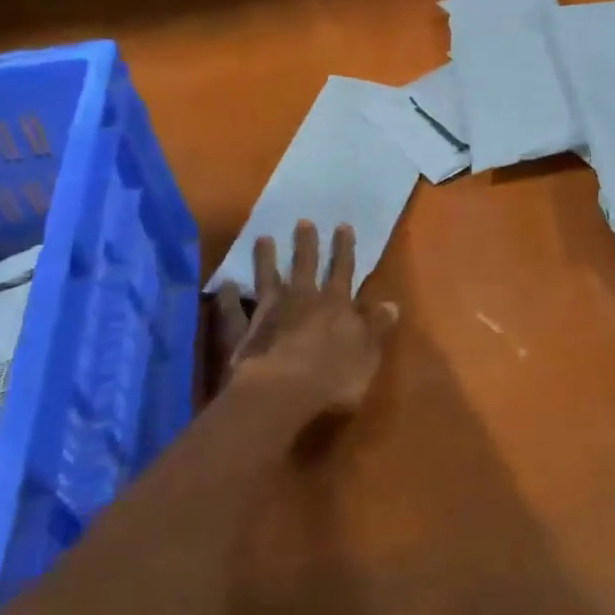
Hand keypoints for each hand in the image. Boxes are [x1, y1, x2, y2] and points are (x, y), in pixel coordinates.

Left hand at [213, 221, 399, 420]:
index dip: (344, 249)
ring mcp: (270, 314)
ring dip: (266, 260)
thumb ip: (376, 327)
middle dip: (305, 244)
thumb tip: (391, 304)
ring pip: (268, 280)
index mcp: (336, 305)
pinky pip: (232, 312)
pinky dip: (227, 298)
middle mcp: (303, 301)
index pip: (343, 271)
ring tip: (263, 238)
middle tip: (302, 221)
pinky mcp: (244, 333)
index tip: (342, 225)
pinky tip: (223, 285)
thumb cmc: (333, 377)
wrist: (282, 393)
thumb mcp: (367, 353)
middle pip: (304, 267)